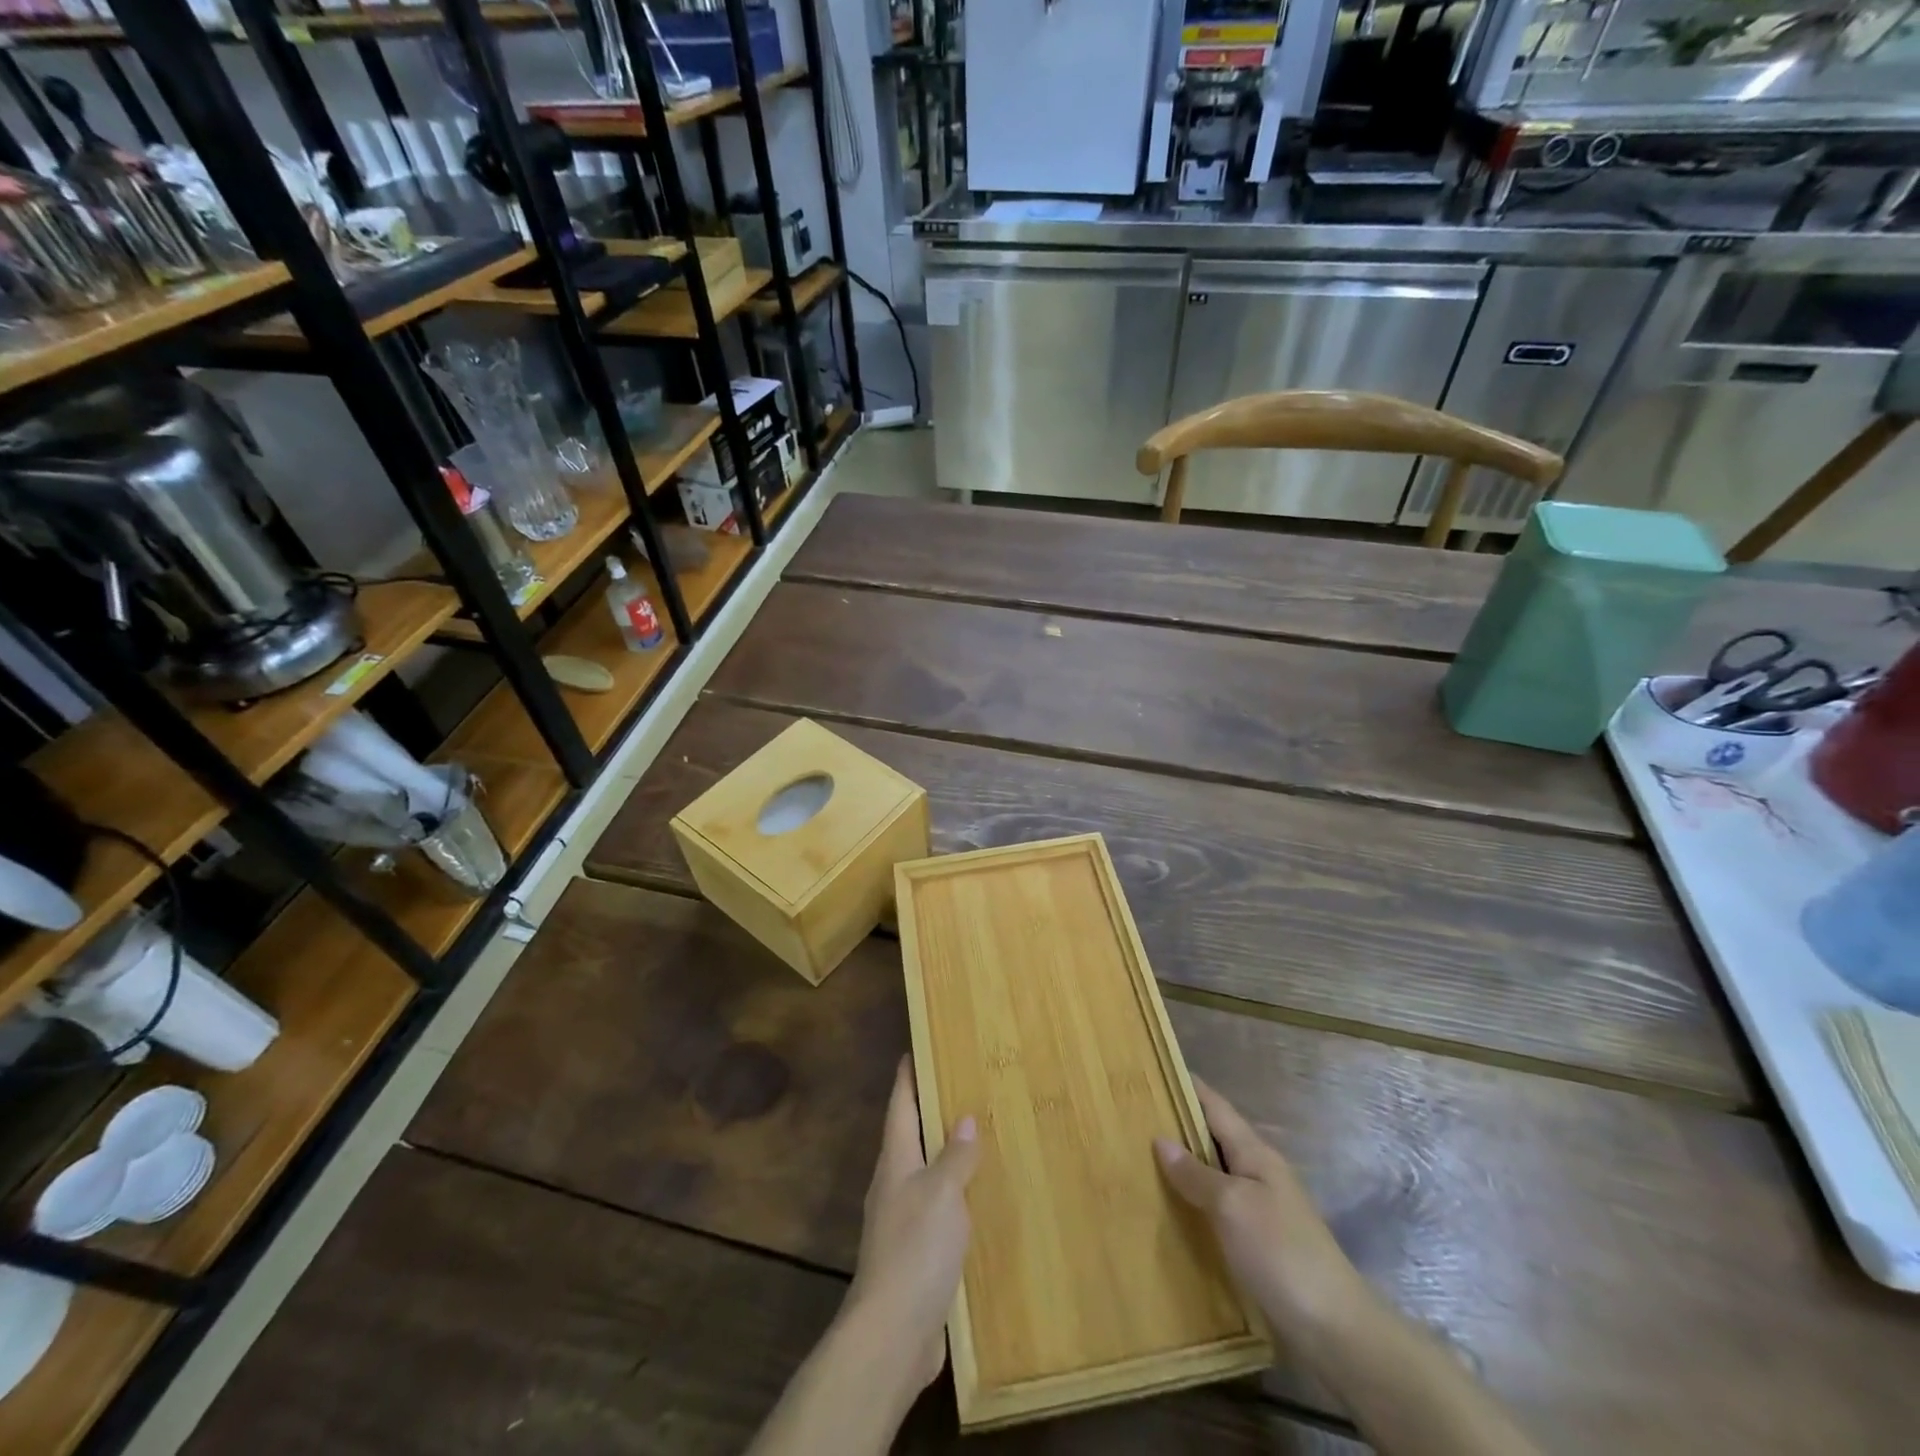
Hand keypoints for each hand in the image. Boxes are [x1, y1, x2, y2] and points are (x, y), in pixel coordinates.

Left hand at [842, 1055, 980, 1392]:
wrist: (892, 1334)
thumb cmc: (915, 1250)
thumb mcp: (942, 1193)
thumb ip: (955, 1156)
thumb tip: (963, 1119)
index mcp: (895, 1162)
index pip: (900, 1106)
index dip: (907, 1077)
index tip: (915, 1049)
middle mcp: (894, 1186)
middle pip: (910, 1137)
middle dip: (930, 1112)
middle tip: (961, 1088)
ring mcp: (902, 1222)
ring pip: (925, 1174)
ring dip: (944, 1156)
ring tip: (976, 1139)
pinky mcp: (915, 1256)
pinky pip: (937, 1211)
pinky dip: (954, 1197)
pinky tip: (976, 1202)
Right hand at [1155, 1078, 1362, 1341]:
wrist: (1335, 1331)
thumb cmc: (1281, 1253)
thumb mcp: (1232, 1206)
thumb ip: (1195, 1173)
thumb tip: (1161, 1139)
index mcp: (1255, 1153)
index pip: (1215, 1106)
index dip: (1186, 1086)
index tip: (1152, 1070)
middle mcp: (1259, 1172)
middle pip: (1213, 1137)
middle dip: (1178, 1125)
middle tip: (1133, 1117)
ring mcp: (1262, 1209)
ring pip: (1215, 1174)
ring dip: (1184, 1165)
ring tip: (1141, 1160)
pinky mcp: (1260, 1243)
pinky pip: (1219, 1208)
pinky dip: (1195, 1201)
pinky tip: (1171, 1211)